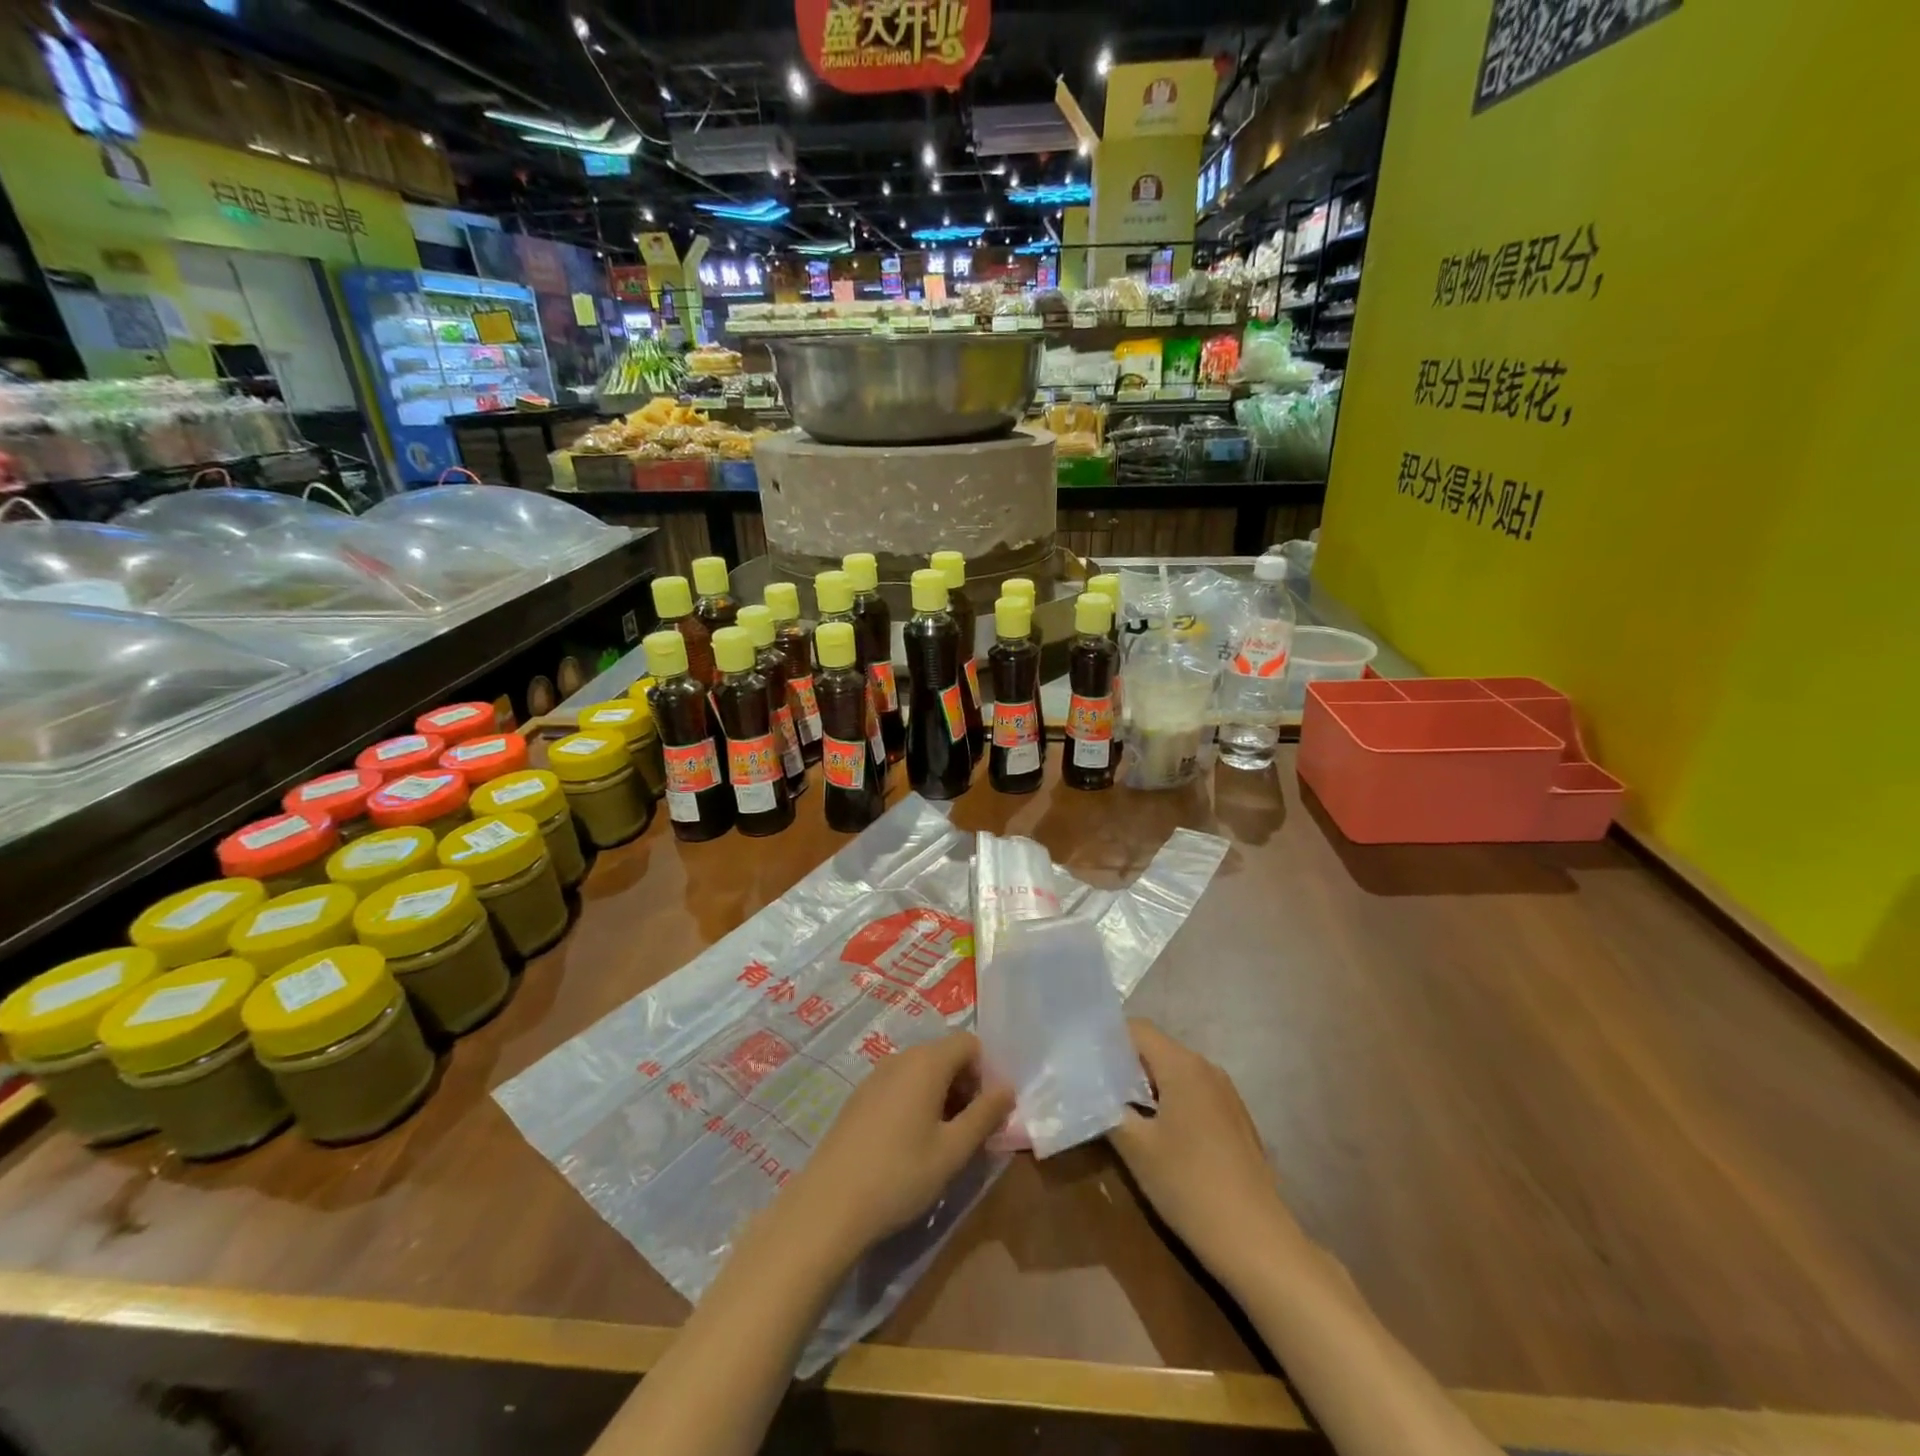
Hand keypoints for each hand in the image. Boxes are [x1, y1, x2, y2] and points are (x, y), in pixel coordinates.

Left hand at [777, 1030, 1013, 1268]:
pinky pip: (899, 1085)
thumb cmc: (900, 1175)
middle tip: (969, 1131)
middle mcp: (901, 1058)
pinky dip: (915, 1103)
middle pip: (945, 1055)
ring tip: (941, 1142)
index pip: (969, 1043)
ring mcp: (876, 1075)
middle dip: (965, 1086)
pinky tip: (909, 1145)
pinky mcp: (860, 1097)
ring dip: (941, 1096)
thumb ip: (985, 1115)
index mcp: (926, 1062)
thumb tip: (1007, 1089)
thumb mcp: (953, 1151)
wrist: (829, 1205)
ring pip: (922, 1071)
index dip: (985, 1072)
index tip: (986, 1112)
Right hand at [1108, 1019, 1302, 1285]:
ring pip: (1174, 1073)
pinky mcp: (1235, 1120)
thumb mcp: (1135, 1148)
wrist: (1257, 1242)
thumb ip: (1107, 1109)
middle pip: (1156, 1049)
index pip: (1136, 1029)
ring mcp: (1225, 1094)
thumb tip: (1088, 1089)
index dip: (1106, 1039)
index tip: (1082, 1058)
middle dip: (1123, 1064)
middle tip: (1092, 1086)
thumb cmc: (1190, 1185)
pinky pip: (1192, 1094)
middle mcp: (1206, 1068)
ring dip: (1145, 1086)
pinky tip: (1155, 1135)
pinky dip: (1169, 1102)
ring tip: (1117, 1110)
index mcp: (1182, 1065)